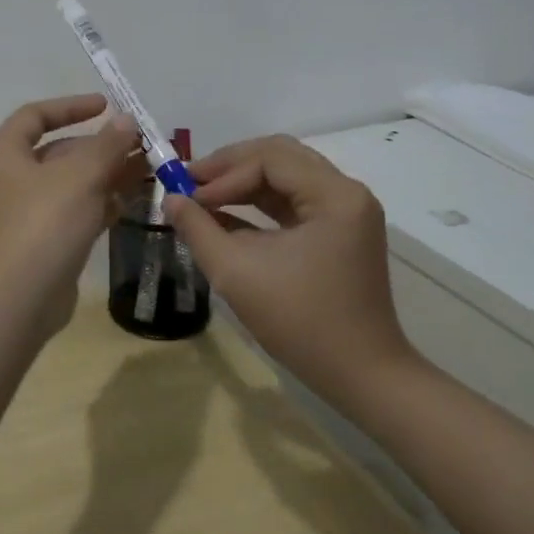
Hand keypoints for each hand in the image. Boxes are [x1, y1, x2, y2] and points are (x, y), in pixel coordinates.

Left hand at [0, 94, 141, 335]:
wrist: (21, 297)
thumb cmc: (44, 222)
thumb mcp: (80, 176)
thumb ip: (106, 145)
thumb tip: (125, 120)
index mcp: (6, 153)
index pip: (36, 115)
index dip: (71, 106)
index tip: (107, 106)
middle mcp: (12, 177)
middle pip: (59, 150)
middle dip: (101, 146)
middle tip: (140, 143)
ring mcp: (27, 211)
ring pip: (72, 182)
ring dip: (107, 174)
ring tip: (148, 169)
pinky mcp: (44, 240)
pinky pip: (76, 210)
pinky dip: (102, 203)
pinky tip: (133, 200)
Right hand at [165, 135, 416, 405]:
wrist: (362, 377)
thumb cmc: (300, 322)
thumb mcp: (236, 272)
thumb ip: (197, 228)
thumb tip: (170, 198)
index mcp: (334, 195)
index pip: (268, 159)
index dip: (223, 174)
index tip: (189, 197)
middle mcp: (346, 192)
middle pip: (279, 156)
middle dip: (230, 167)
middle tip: (191, 182)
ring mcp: (346, 211)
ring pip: (285, 174)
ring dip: (242, 182)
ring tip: (203, 196)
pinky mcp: (339, 231)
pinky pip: (293, 199)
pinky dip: (258, 202)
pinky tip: (224, 215)